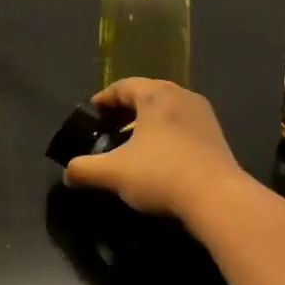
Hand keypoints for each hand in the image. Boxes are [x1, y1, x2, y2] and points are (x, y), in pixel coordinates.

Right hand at [63, 78, 249, 221]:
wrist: (218, 198)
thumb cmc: (160, 174)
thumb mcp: (113, 173)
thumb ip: (85, 170)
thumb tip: (67, 174)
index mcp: (155, 95)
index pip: (124, 86)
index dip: (105, 98)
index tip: (93, 111)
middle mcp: (181, 96)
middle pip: (148, 94)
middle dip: (127, 109)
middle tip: (111, 125)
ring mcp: (203, 115)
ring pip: (168, 110)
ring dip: (149, 121)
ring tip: (134, 142)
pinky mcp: (217, 136)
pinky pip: (184, 125)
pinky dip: (167, 133)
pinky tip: (159, 157)